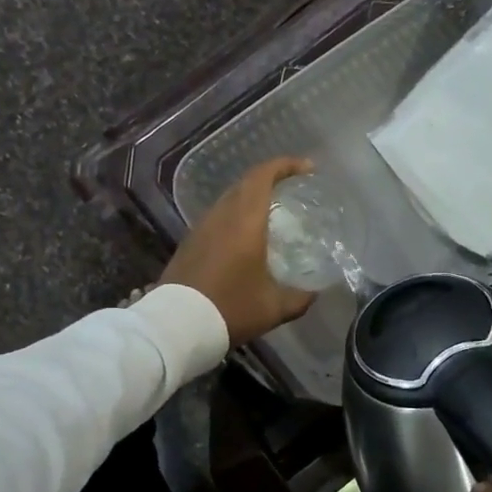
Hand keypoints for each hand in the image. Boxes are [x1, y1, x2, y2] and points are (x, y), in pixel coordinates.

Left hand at [161, 156, 316, 346]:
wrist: (176, 326)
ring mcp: (201, 227)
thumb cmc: (230, 309)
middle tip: (294, 188)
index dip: (286, 165)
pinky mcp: (189, 243)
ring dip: (251, 198)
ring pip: (229, 199)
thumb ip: (300, 297)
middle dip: (271, 179)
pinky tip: (246, 237)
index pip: (263, 175)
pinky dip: (236, 216)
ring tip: (273, 212)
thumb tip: (316, 292)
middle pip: (246, 183)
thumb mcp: (274, 308)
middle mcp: (221, 215)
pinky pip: (218, 217)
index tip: (307, 168)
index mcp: (245, 220)